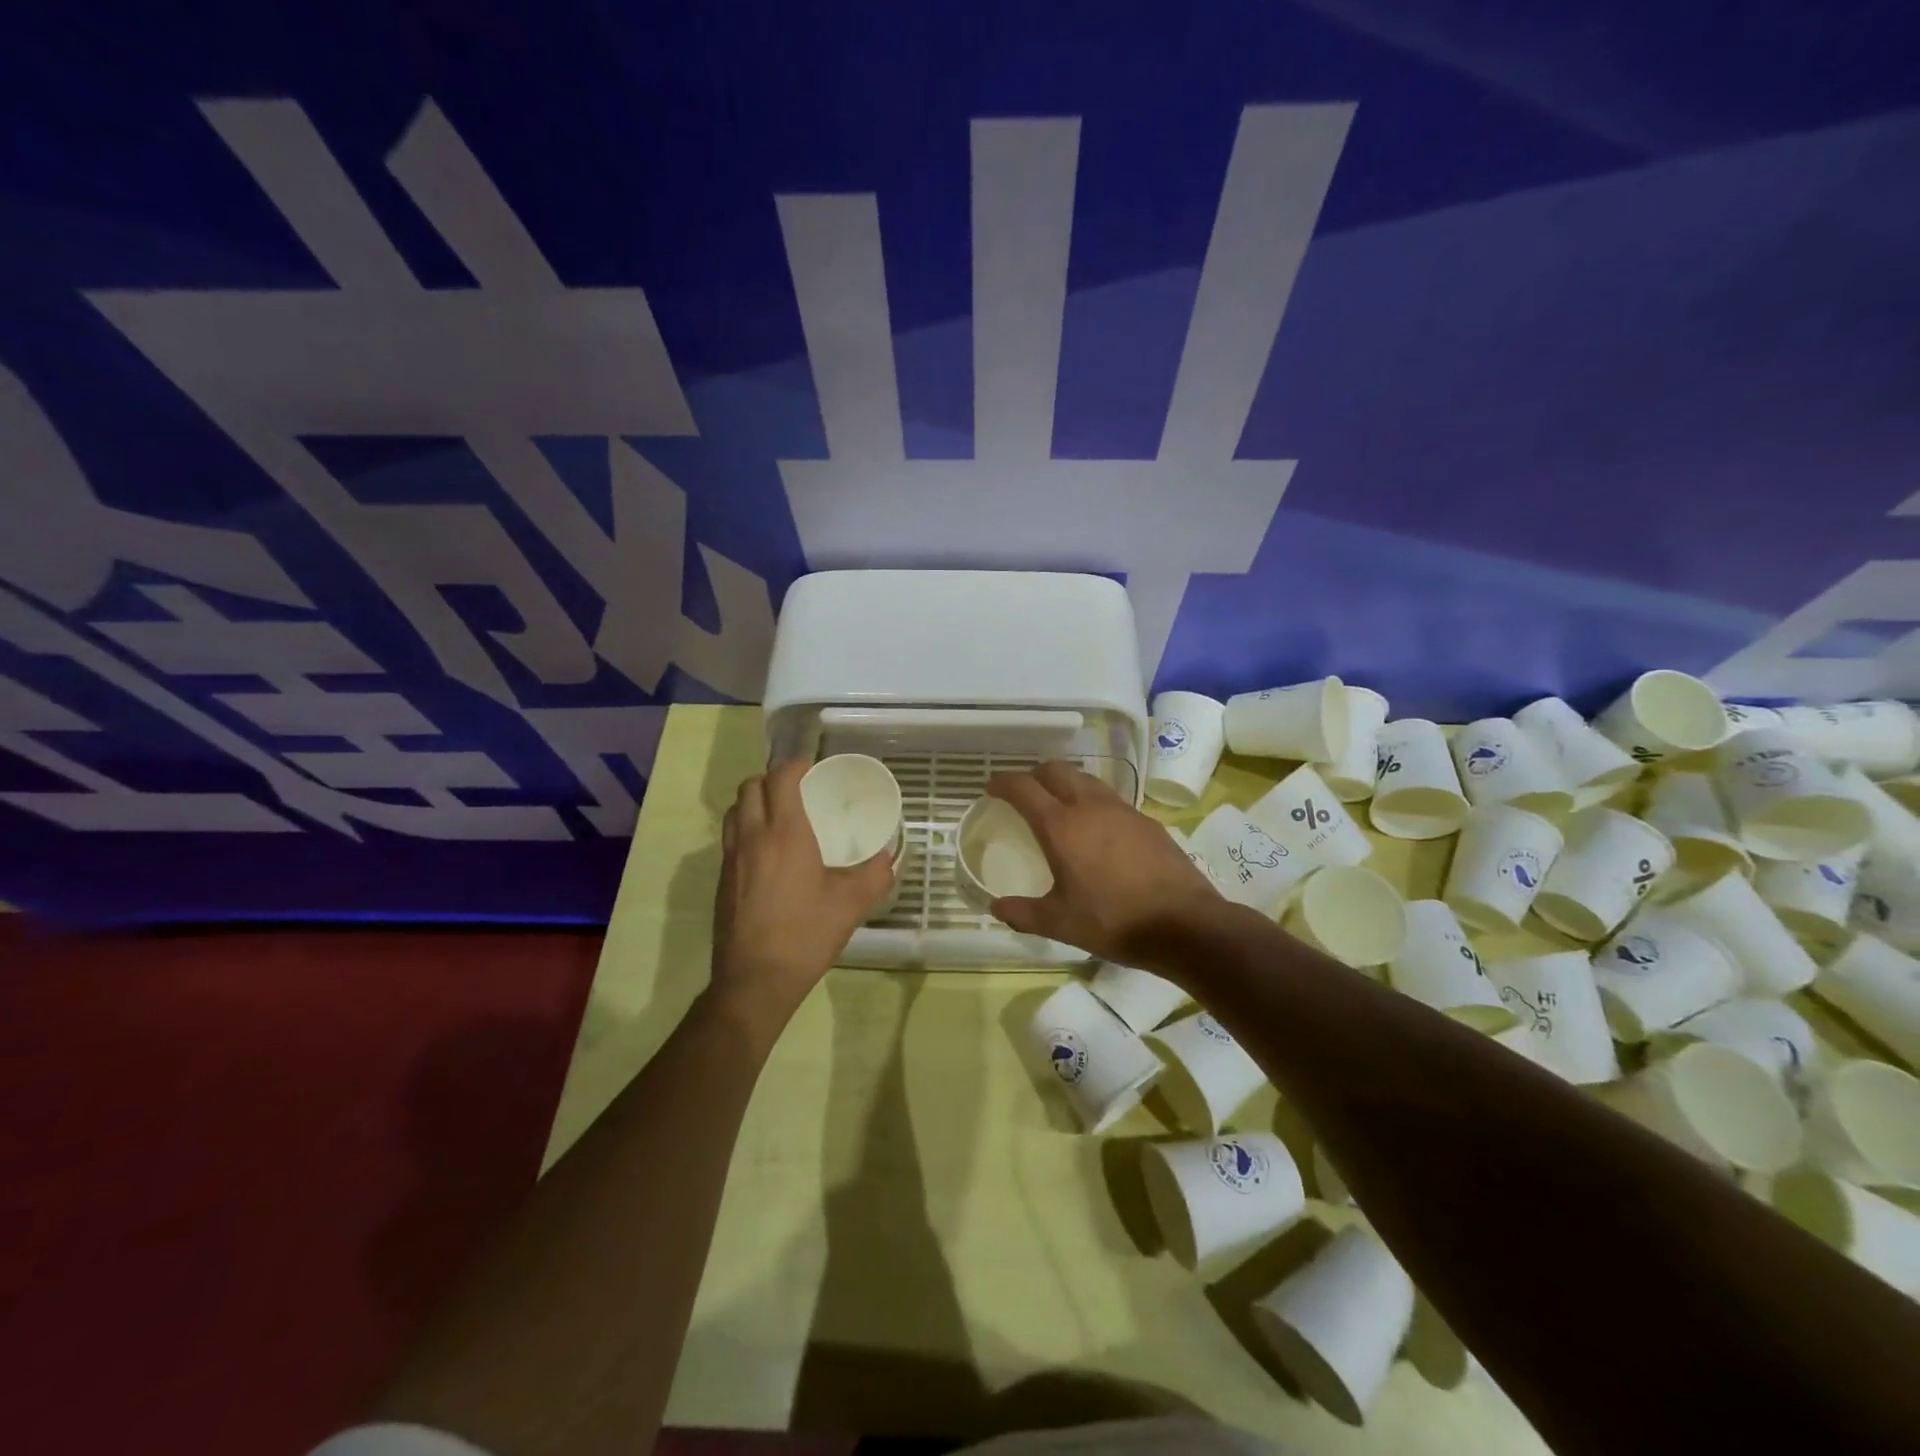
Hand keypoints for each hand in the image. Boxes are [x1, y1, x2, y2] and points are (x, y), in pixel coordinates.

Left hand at [710, 758, 896, 1035]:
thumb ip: (876, 874)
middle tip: (797, 789)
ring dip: (754, 802)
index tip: (813, 768)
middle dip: (772, 779)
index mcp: (784, 833)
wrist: (755, 980)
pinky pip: (730, 838)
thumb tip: (889, 857)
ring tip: (779, 815)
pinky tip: (767, 853)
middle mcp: (752, 837)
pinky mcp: (721, 880)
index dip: (795, 765)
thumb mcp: (852, 904)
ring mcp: (731, 859)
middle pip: (750, 787)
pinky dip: (746, 828)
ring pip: (734, 811)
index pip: (780, 778)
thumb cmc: (806, 934)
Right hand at [986, 762, 1221, 968]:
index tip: (992, 787)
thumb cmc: (1113, 921)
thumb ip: (1023, 913)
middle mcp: (1090, 806)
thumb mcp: (1060, 923)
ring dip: (1066, 783)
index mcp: (1061, 826)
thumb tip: (996, 908)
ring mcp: (1122, 810)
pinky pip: (1110, 798)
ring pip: (1086, 779)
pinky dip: (1093, 801)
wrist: (1183, 924)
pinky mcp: (1147, 820)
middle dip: (1035, 774)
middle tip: (1025, 792)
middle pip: (1057, 770)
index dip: (1004, 783)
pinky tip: (1098, 829)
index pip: (1024, 788)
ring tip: (1060, 805)